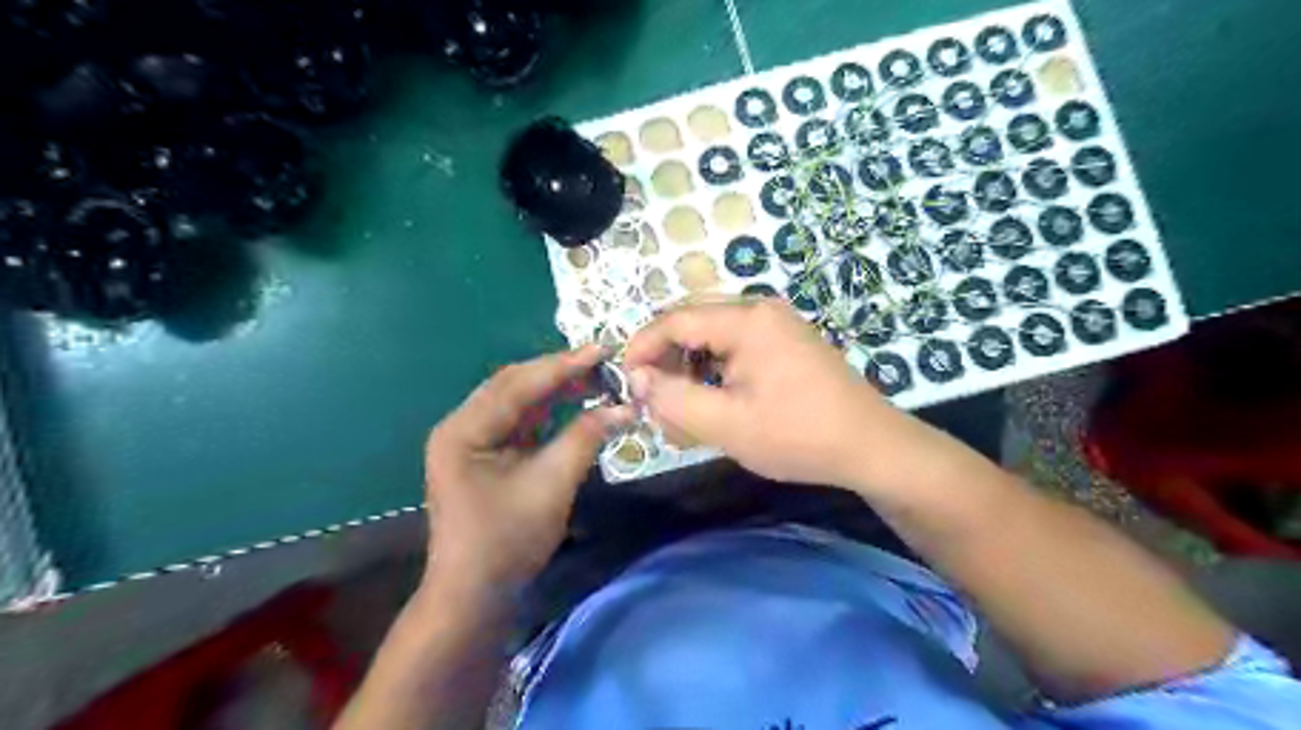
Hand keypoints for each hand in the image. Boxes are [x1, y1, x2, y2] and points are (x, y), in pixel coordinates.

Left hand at [425, 346, 633, 593]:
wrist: (474, 595)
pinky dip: (547, 411)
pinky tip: (573, 402)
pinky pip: (518, 421)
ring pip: (517, 401)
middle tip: (601, 361)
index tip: (603, 350)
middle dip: (558, 372)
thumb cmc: (507, 540)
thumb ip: (585, 438)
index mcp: (464, 430)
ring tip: (593, 376)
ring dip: (554, 389)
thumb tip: (625, 407)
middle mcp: (461, 426)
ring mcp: (469, 441)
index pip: (519, 385)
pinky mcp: (483, 455)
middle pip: (513, 385)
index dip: (563, 365)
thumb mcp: (551, 484)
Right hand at [622, 300, 912, 487]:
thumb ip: (674, 399)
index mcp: (747, 320)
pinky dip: (717, 374)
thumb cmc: (798, 435)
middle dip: (668, 363)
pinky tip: (715, 405)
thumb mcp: (727, 424)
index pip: (675, 320)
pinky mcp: (787, 344)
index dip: (643, 349)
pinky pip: (737, 349)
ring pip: (714, 339)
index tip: (627, 382)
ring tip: (684, 413)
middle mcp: (761, 311)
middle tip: (656, 402)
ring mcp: (778, 326)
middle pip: (694, 325)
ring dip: (691, 371)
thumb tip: (638, 378)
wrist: (871, 447)